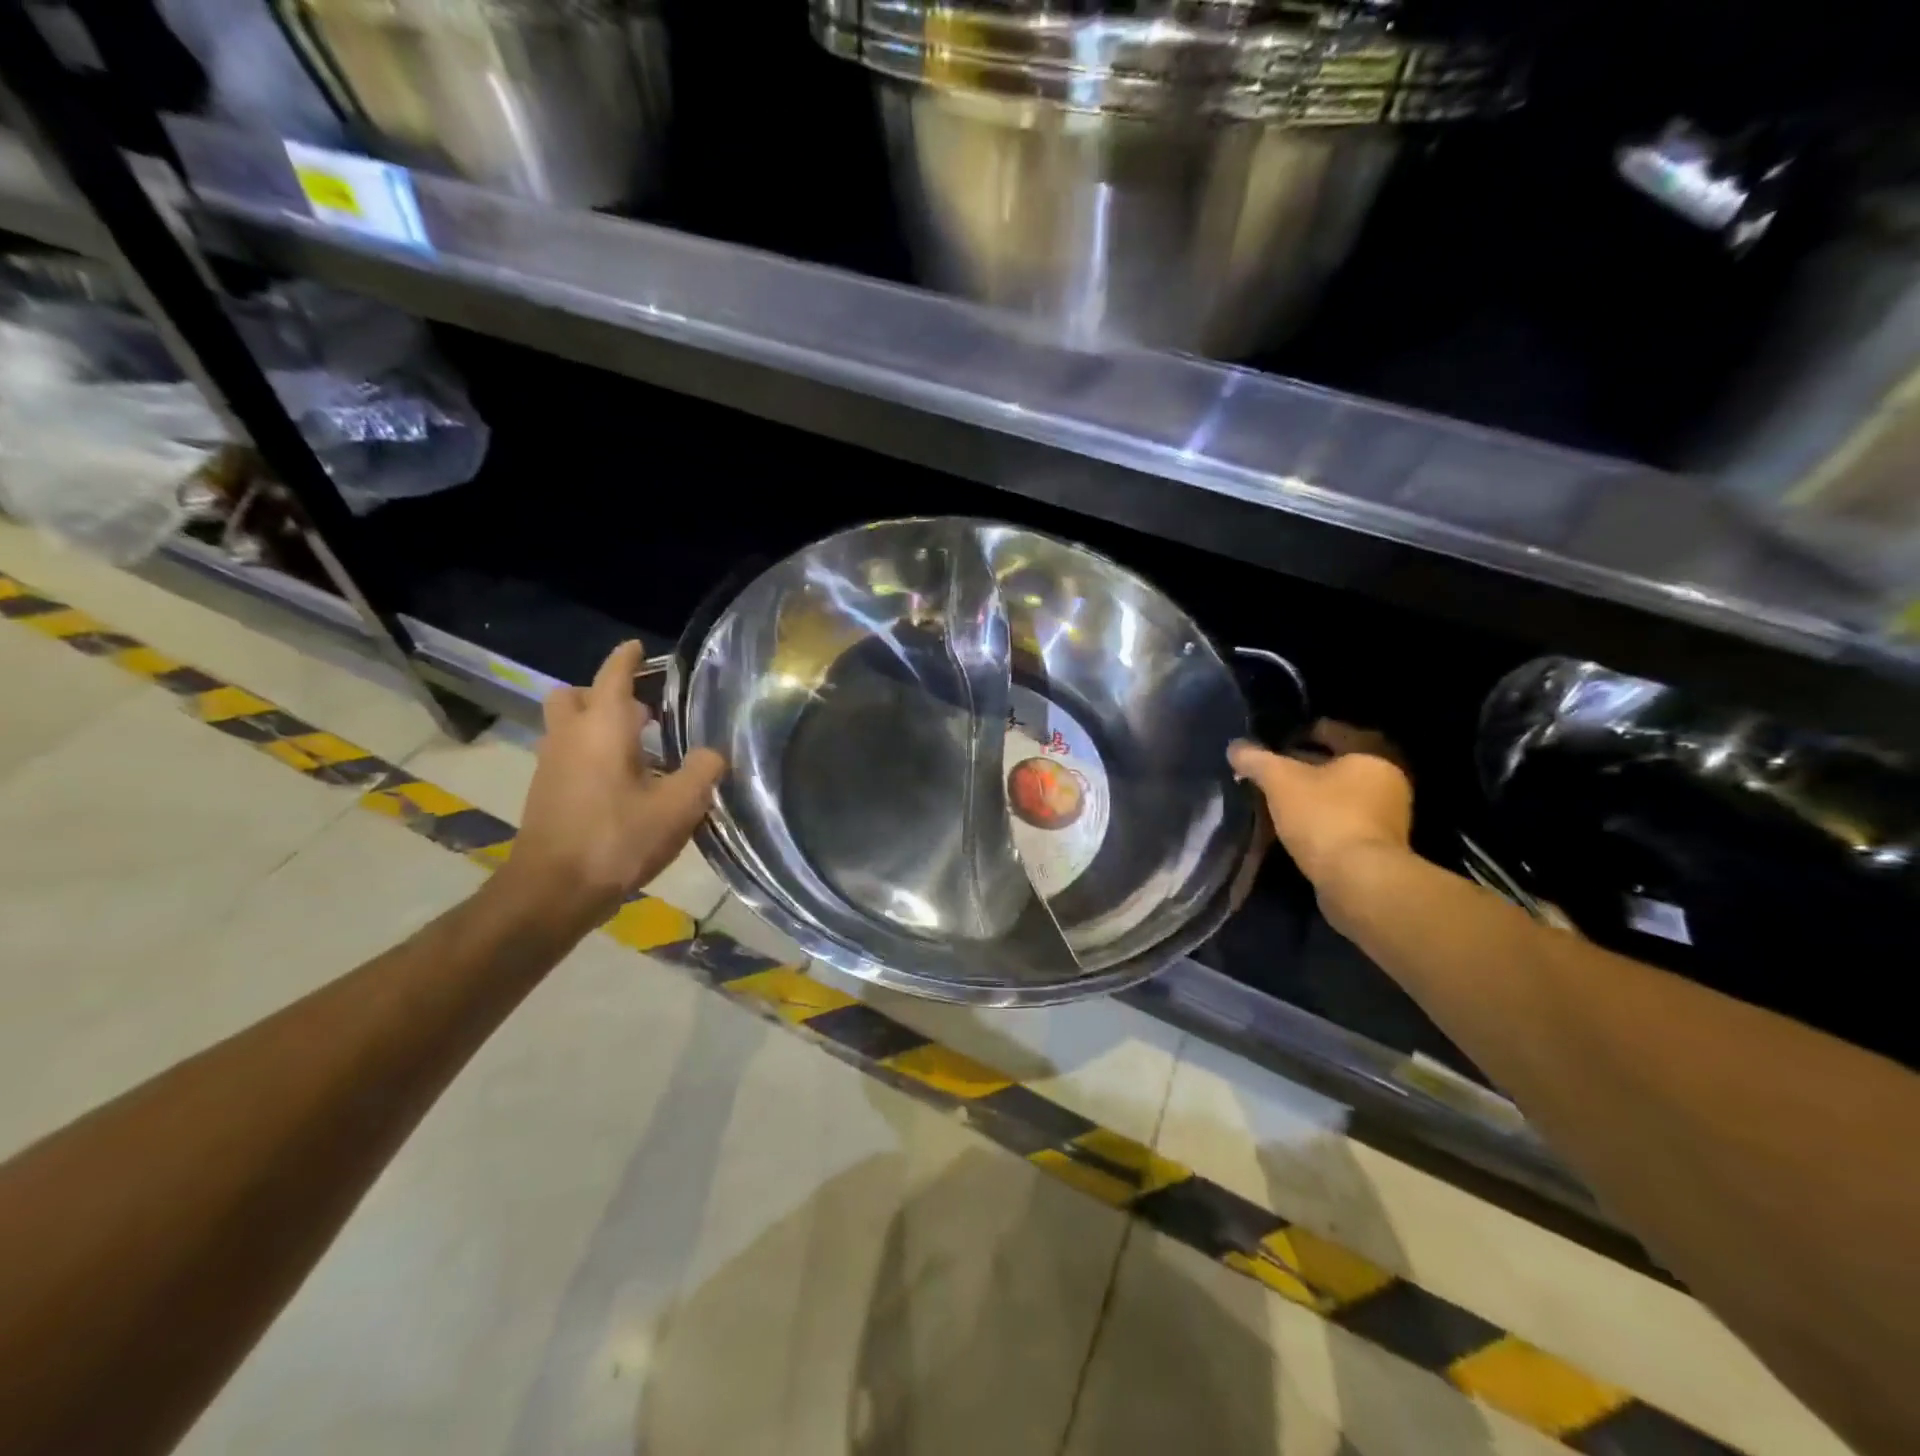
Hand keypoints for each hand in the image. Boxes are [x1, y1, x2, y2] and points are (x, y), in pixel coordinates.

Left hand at [498, 640, 726, 931]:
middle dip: (603, 693)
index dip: (628, 658)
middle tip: (641, 710)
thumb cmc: (618, 839)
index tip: (639, 647)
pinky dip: (591, 753)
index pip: (613, 676)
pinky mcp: (546, 792)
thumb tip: (712, 752)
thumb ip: (702, 771)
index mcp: (603, 727)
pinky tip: (623, 783)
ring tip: (640, 748)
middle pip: (575, 696)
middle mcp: (570, 736)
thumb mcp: (678, 806)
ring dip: (598, 725)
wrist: (552, 891)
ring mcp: (552, 764)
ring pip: (569, 727)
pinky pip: (568, 754)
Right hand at [1228, 721, 1412, 888]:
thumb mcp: (1280, 781)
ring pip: (1340, 793)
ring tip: (1277, 799)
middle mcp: (1387, 779)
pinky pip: (1344, 819)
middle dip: (1304, 766)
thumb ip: (1256, 760)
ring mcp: (1387, 815)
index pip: (1331, 730)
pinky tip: (1295, 825)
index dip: (1297, 733)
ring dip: (1313, 794)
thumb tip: (1235, 748)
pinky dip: (1321, 818)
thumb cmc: (1324, 816)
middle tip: (1271, 772)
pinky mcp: (1379, 844)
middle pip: (1337, 763)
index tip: (1271, 743)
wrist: (1359, 880)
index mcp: (1371, 754)